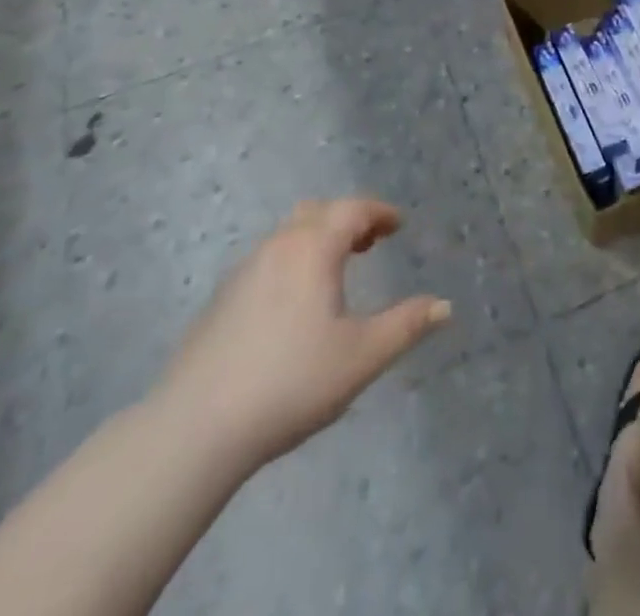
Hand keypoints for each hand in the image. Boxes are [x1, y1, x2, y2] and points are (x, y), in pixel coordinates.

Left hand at [152, 198, 449, 471]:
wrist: (195, 428)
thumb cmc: (290, 383)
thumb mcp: (362, 357)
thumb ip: (406, 326)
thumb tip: (444, 305)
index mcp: (313, 248)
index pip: (353, 210)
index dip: (380, 213)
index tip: (398, 225)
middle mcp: (278, 246)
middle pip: (318, 212)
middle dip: (348, 220)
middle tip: (370, 243)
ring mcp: (244, 271)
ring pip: (288, 235)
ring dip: (318, 239)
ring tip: (336, 272)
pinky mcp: (221, 300)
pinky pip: (268, 260)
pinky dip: (292, 261)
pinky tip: (294, 305)